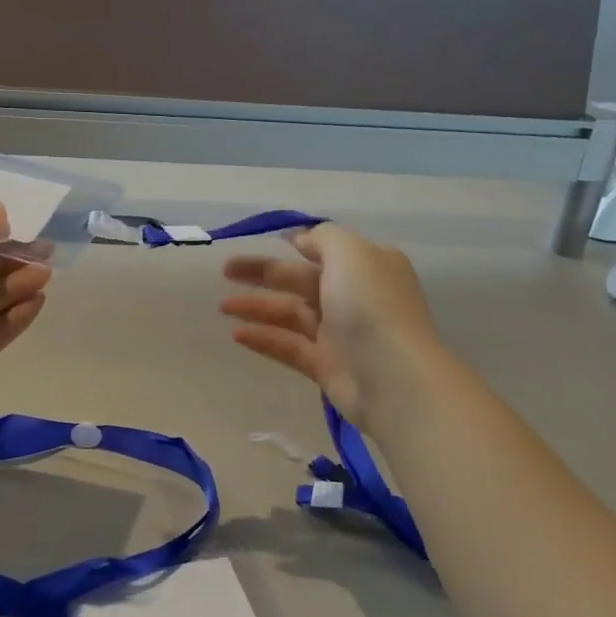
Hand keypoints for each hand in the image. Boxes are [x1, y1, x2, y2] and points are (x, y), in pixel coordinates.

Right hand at [219, 223, 444, 428]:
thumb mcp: (350, 252)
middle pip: (300, 279)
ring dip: (256, 307)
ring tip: (221, 306)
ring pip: (290, 314)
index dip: (296, 243)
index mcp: (366, 265)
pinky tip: (236, 334)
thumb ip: (323, 238)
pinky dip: (264, 339)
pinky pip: (289, 346)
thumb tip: (301, 238)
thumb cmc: (371, 306)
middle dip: (262, 273)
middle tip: (225, 270)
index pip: (326, 249)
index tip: (264, 241)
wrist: (394, 378)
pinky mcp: (326, 365)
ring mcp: (340, 333)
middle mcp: (354, 296)